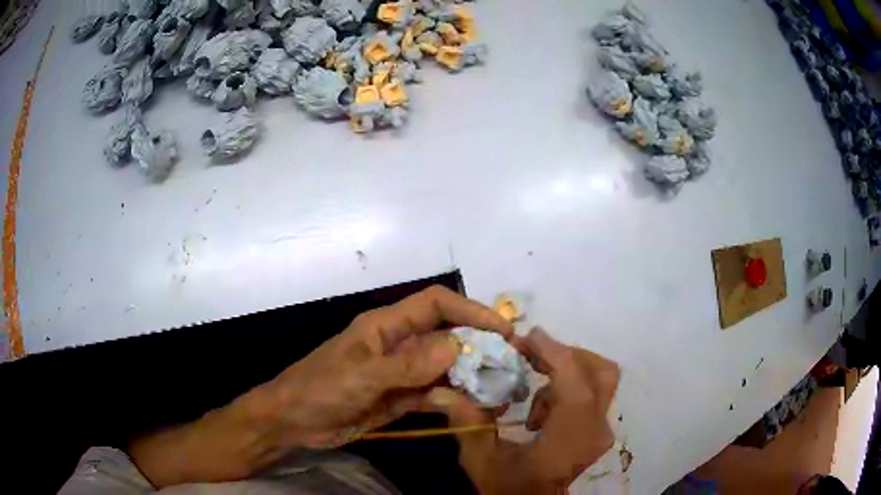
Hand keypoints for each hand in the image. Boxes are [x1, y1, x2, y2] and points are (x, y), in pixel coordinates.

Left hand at [129, 285, 513, 486]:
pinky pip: (434, 393)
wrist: (293, 422)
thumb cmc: (318, 389)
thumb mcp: (360, 376)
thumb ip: (407, 364)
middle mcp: (398, 345)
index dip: (470, 309)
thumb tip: (457, 345)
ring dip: (470, 375)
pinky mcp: (399, 398)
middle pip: (446, 335)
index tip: (501, 329)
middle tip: (510, 364)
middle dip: (478, 345)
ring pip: (444, 367)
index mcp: (386, 326)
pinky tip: (473, 408)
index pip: (435, 304)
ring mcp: (400, 373)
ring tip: (500, 389)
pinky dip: (454, 398)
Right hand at [425, 327, 619, 494]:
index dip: (554, 354)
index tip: (526, 338)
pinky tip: (540, 411)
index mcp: (568, 442)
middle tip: (530, 356)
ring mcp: (601, 431)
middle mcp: (595, 432)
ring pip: (599, 379)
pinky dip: (569, 388)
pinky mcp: (599, 430)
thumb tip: (439, 391)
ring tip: (531, 394)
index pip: (575, 387)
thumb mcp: (480, 459)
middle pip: (600, 373)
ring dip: (565, 372)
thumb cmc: (507, 487)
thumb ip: (467, 422)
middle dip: (565, 356)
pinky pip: (593, 393)